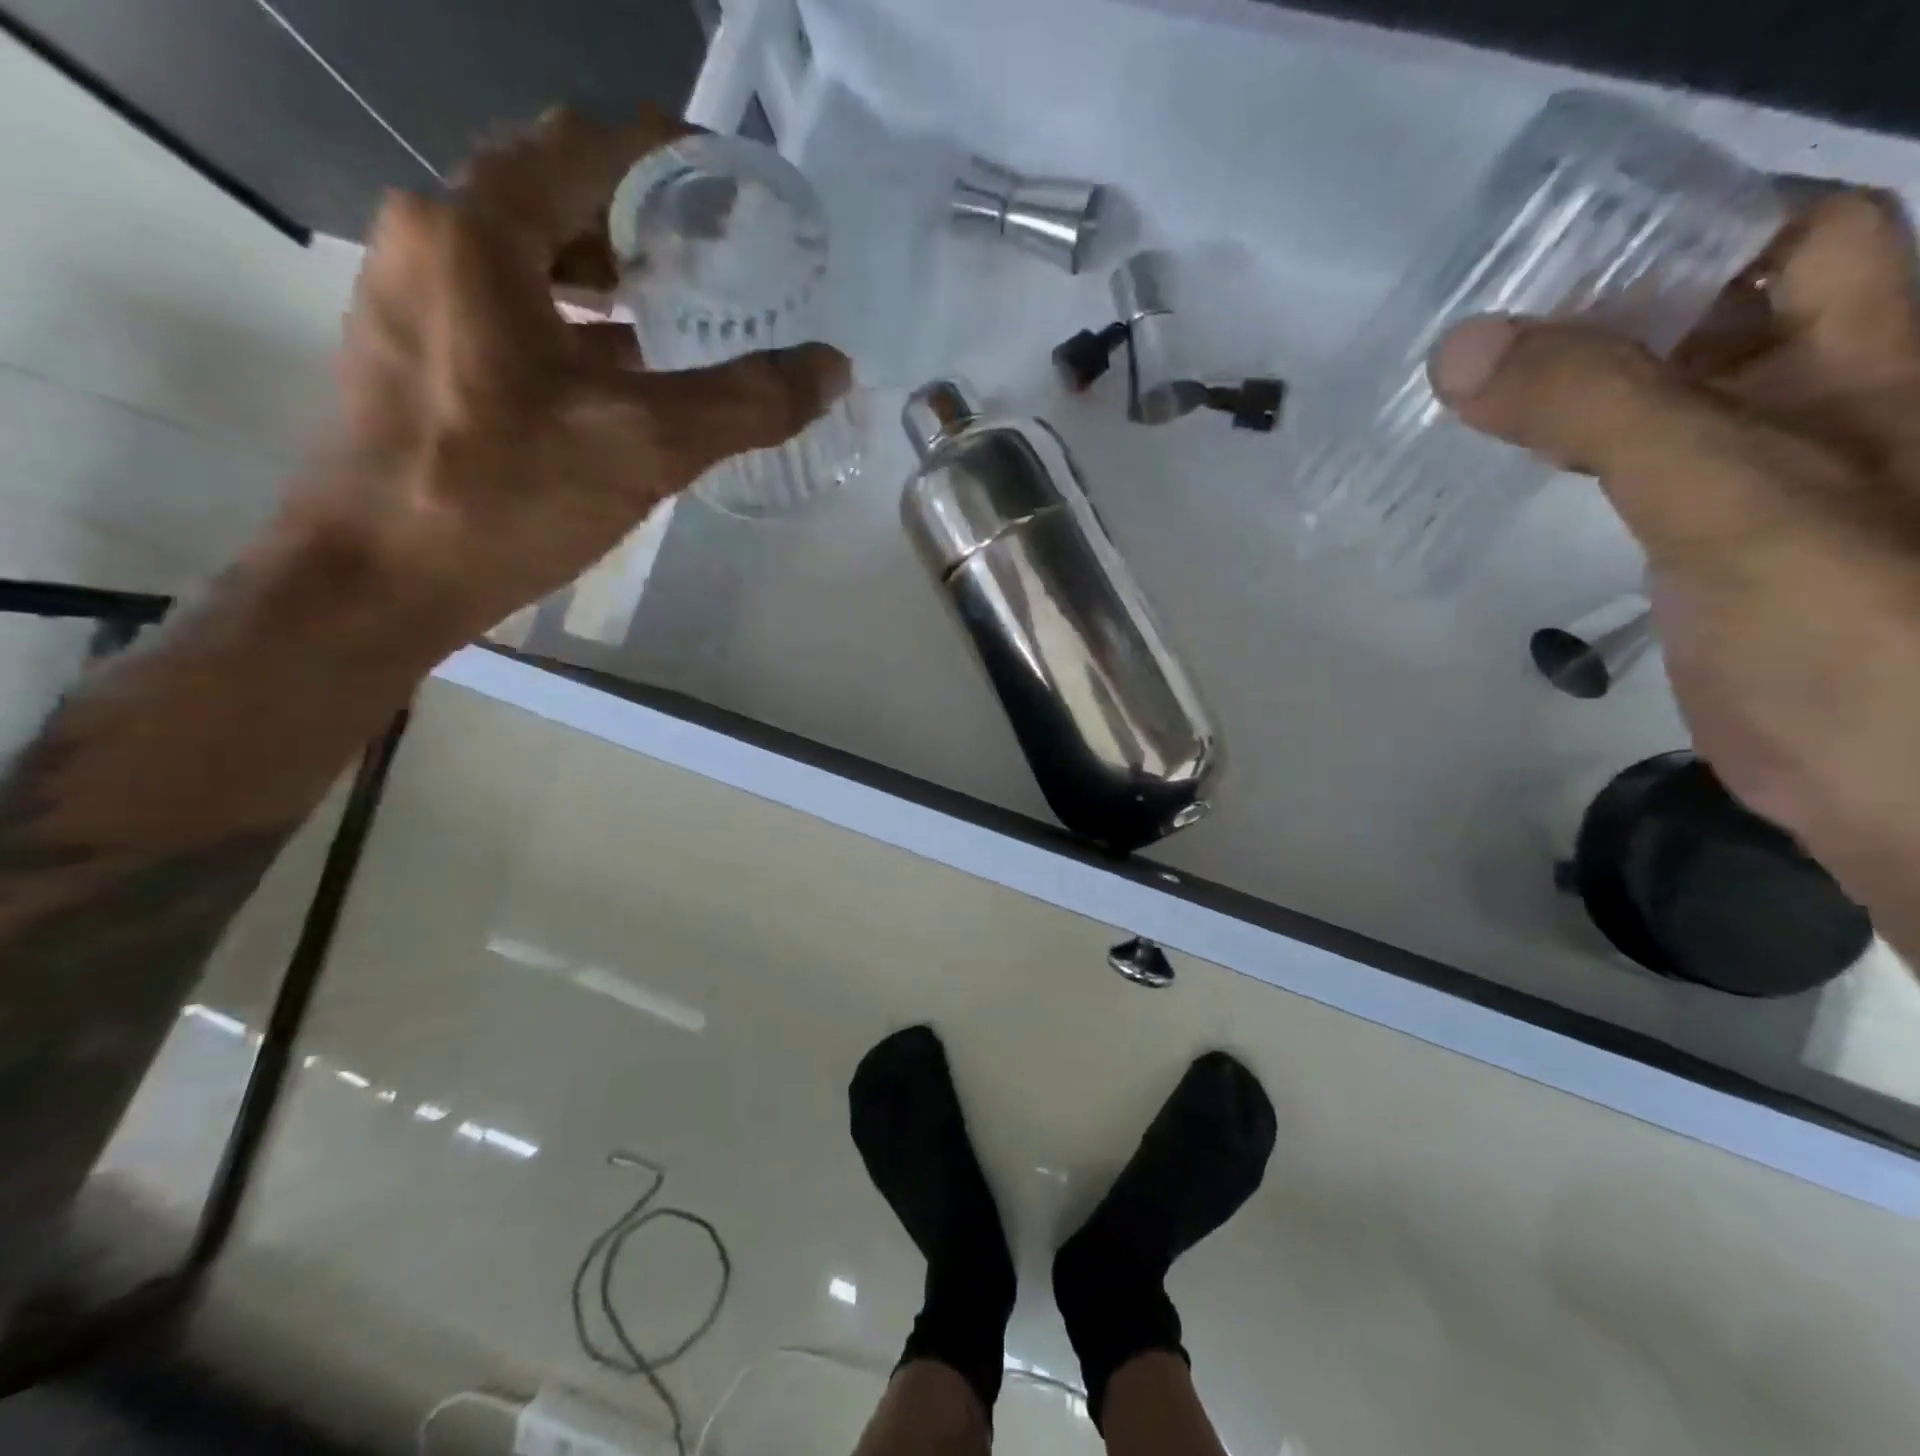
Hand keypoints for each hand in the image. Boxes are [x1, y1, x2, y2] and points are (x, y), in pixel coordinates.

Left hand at [279, 105, 850, 652]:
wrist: (379, 580)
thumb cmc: (505, 495)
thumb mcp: (646, 445)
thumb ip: (747, 401)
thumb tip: (832, 367)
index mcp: (477, 230)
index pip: (584, 144)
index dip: (666, 153)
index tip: (730, 184)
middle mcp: (430, 238)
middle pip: (551, 192)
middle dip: (638, 216)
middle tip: (713, 254)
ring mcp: (410, 296)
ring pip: (525, 252)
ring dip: (602, 271)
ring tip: (675, 309)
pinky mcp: (410, 352)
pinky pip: (503, 304)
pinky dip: (567, 318)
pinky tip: (617, 370)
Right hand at [1430, 190, 1919, 956]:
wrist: (1889, 782)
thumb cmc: (1854, 629)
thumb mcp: (1730, 498)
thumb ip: (1603, 413)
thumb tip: (1460, 349)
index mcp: (1872, 356)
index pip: (1783, 235)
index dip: (1676, 229)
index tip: (1545, 254)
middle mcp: (1820, 398)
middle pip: (1704, 313)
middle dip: (1596, 310)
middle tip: (1474, 329)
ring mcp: (1752, 477)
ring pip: (1653, 394)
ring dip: (1567, 385)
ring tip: (1463, 390)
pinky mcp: (1696, 544)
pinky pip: (1626, 469)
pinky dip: (1564, 454)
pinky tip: (1502, 462)